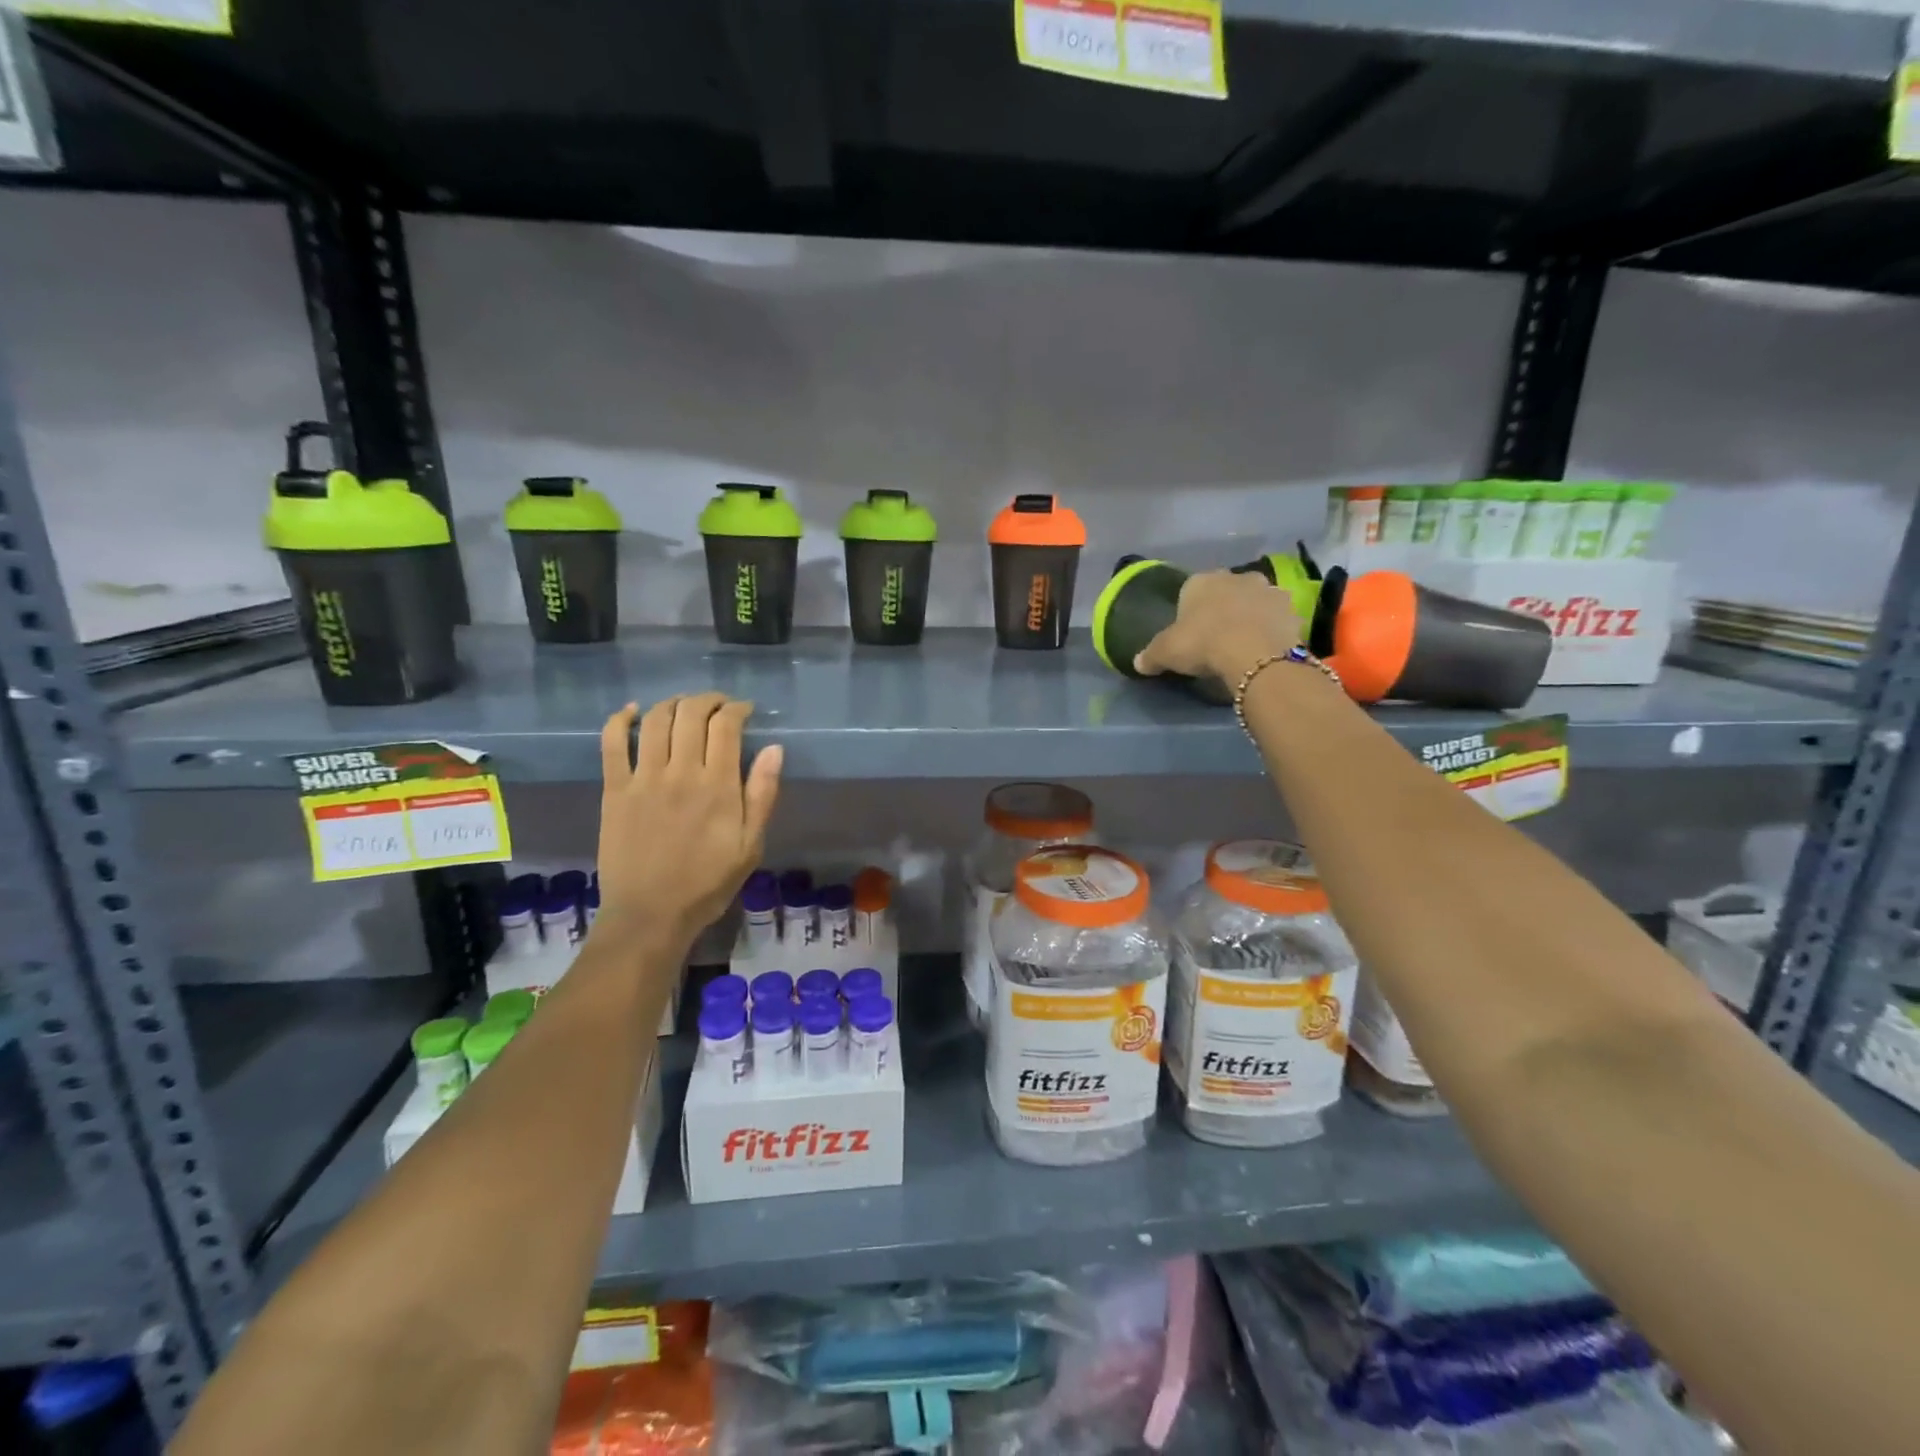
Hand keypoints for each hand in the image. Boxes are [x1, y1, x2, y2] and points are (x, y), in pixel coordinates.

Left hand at [596, 694, 782, 944]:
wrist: (650, 915)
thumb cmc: (708, 883)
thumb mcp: (751, 845)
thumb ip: (762, 795)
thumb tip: (774, 749)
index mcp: (718, 786)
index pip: (726, 726)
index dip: (737, 709)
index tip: (744, 711)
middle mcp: (680, 772)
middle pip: (691, 713)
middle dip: (708, 700)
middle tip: (717, 706)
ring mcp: (643, 779)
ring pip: (655, 720)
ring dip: (672, 703)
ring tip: (684, 708)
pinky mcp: (614, 789)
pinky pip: (612, 743)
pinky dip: (620, 719)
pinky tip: (632, 712)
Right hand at [1134, 569, 1301, 683]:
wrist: (1254, 654)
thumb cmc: (1203, 643)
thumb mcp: (1166, 652)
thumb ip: (1150, 655)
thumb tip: (1137, 662)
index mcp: (1202, 581)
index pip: (1191, 590)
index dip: (1190, 610)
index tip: (1190, 631)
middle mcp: (1236, 577)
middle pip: (1226, 591)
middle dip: (1223, 608)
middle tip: (1217, 637)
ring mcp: (1268, 589)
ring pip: (1254, 601)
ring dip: (1250, 615)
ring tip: (1245, 643)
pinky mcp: (1291, 609)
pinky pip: (1277, 618)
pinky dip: (1272, 629)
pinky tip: (1266, 648)